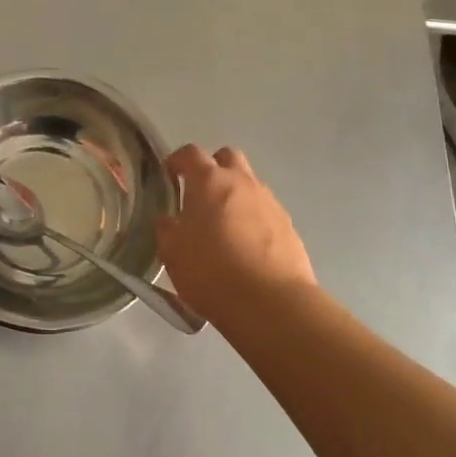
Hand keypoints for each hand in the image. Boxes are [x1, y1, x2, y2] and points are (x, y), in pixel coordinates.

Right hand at [156, 145, 314, 317]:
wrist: (272, 303)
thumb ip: (166, 228)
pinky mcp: (289, 226)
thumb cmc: (212, 272)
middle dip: (213, 168)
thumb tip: (169, 219)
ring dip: (235, 195)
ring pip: (249, 184)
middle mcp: (242, 182)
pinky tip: (246, 248)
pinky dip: (253, 220)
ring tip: (224, 227)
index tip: (169, 176)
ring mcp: (269, 202)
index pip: (190, 153)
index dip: (177, 161)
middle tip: (200, 195)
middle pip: (227, 157)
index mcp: (209, 181)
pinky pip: (265, 211)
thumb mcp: (172, 253)